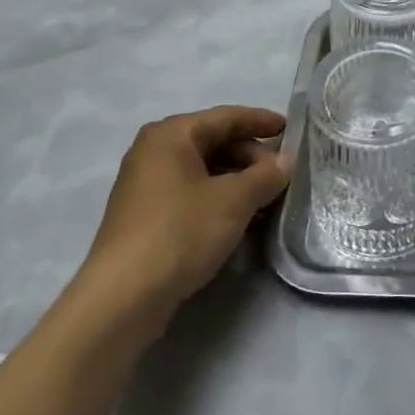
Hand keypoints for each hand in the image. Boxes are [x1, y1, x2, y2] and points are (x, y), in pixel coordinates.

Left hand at [79, 106, 290, 318]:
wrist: (123, 297)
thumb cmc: (181, 232)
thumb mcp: (234, 201)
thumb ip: (265, 175)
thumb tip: (285, 161)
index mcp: (171, 134)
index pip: (226, 117)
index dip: (261, 121)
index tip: (291, 130)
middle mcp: (153, 151)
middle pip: (213, 141)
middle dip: (250, 155)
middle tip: (282, 174)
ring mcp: (145, 184)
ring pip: (203, 169)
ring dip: (237, 179)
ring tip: (266, 197)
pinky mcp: (145, 215)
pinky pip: (190, 192)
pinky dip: (217, 197)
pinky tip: (238, 217)